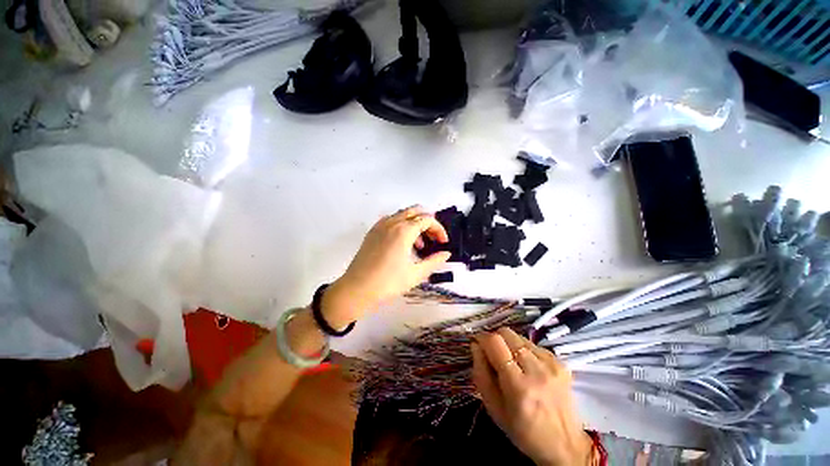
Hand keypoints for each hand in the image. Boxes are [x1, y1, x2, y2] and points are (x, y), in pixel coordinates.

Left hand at [322, 206, 450, 327]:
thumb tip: (446, 253)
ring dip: (415, 224)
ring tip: (419, 245)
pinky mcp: (372, 232)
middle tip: (433, 239)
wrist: (356, 289)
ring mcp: (380, 226)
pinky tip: (403, 244)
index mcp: (404, 230)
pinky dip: (402, 226)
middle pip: (415, 211)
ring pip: (403, 214)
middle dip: (428, 222)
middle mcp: (391, 222)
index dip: (439, 229)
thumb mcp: (416, 274)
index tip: (443, 243)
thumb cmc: (388, 283)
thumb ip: (434, 261)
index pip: (427, 219)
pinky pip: (391, 220)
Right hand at [471, 328, 592, 465]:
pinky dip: (524, 350)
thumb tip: (476, 345)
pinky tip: (527, 367)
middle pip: (507, 333)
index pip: (495, 342)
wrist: (564, 444)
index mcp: (518, 386)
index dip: (482, 338)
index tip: (478, 344)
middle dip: (494, 338)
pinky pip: (533, 344)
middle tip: (493, 353)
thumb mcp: (493, 408)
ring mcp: (551, 364)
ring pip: (519, 337)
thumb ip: (480, 373)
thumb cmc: (522, 430)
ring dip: (509, 344)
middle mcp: (536, 370)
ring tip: (511, 363)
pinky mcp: (561, 362)